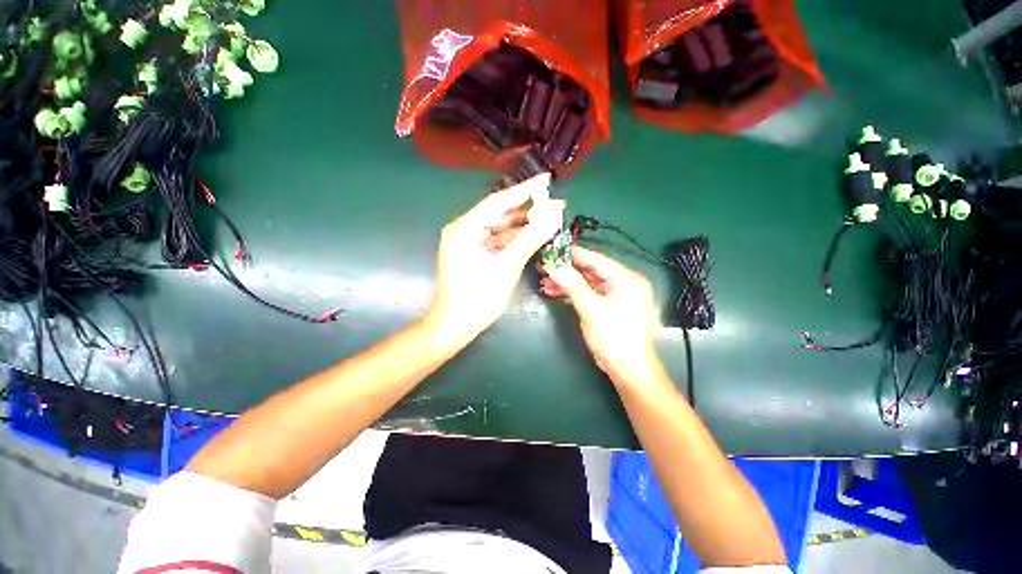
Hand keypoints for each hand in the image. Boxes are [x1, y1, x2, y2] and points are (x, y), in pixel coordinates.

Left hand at [428, 173, 564, 347]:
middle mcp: (463, 229)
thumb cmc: (477, 299)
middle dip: (526, 209)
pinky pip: (495, 240)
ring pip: (498, 227)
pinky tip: (531, 236)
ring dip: (521, 224)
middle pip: (498, 213)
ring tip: (547, 218)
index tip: (547, 180)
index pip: (498, 201)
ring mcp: (466, 242)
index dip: (524, 190)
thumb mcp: (506, 268)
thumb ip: (530, 239)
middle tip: (553, 203)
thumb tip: (553, 214)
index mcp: (465, 228)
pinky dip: (512, 239)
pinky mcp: (471, 253)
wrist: (453, 326)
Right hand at [541, 246, 665, 386]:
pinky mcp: (609, 307)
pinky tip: (555, 292)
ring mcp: (616, 296)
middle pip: (591, 271)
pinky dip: (573, 293)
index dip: (573, 254)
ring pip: (588, 283)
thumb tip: (555, 267)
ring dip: (567, 283)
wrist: (629, 370)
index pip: (596, 259)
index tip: (552, 249)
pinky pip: (589, 294)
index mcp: (626, 279)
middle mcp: (624, 283)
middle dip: (566, 271)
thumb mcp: (591, 309)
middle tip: (544, 267)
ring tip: (544, 281)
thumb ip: (573, 285)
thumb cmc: (614, 337)